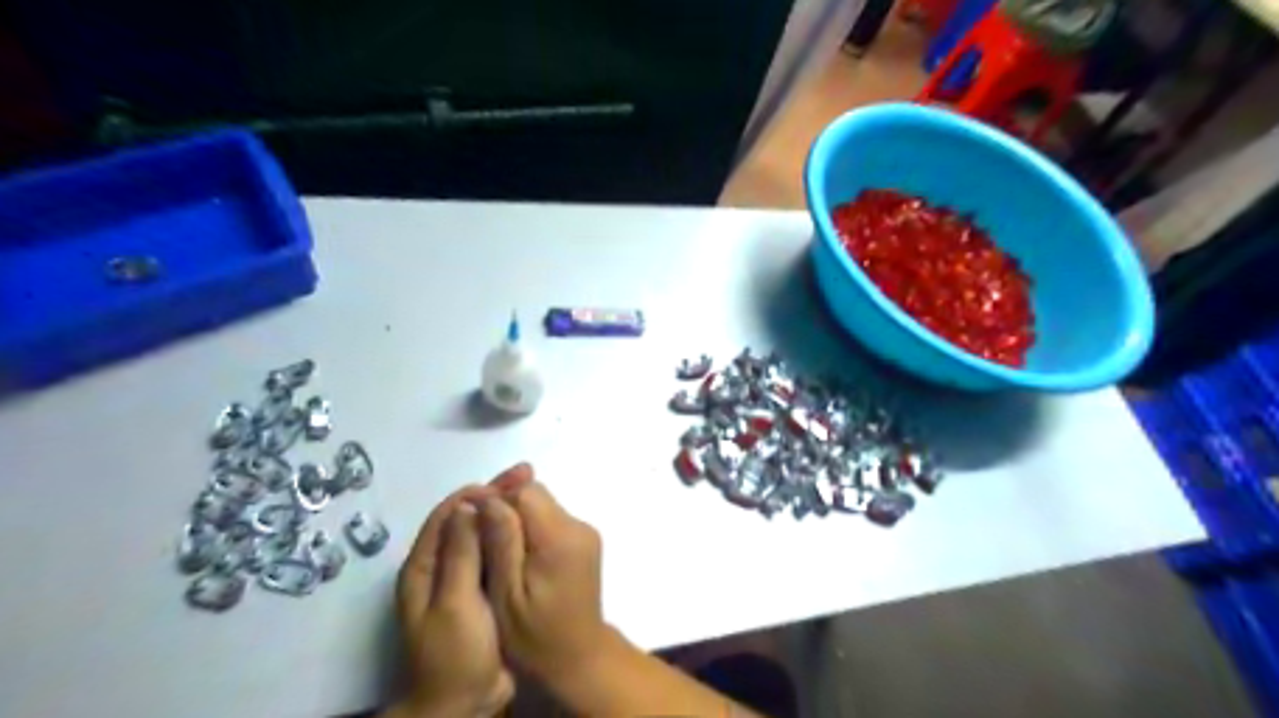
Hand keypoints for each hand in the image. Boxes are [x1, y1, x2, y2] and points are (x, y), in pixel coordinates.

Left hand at [393, 487, 512, 714]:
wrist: (466, 701)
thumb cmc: (454, 653)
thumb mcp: (455, 601)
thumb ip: (461, 554)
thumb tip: (469, 506)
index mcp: (425, 567)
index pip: (448, 515)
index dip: (477, 493)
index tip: (508, 479)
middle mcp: (441, 566)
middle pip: (467, 519)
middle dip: (495, 496)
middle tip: (527, 475)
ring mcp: (463, 577)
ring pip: (483, 533)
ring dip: (505, 511)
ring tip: (533, 490)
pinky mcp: (483, 589)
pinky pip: (496, 552)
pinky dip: (511, 534)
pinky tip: (532, 526)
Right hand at [480, 462, 620, 686]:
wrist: (577, 657)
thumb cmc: (534, 635)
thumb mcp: (506, 593)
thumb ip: (500, 541)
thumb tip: (487, 499)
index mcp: (560, 538)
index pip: (526, 492)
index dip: (497, 500)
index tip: (474, 523)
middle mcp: (578, 526)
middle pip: (536, 495)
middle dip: (507, 509)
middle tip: (482, 539)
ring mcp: (585, 532)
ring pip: (542, 506)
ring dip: (518, 521)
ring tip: (498, 552)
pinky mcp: (584, 540)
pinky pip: (551, 520)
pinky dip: (531, 531)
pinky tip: (518, 559)